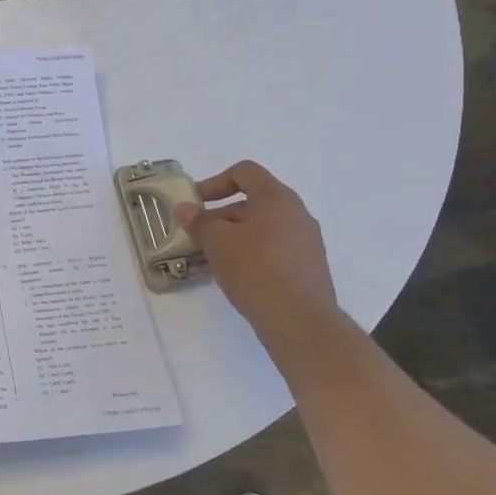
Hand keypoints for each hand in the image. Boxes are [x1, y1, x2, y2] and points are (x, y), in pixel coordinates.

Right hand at [174, 161, 338, 331]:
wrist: (300, 322)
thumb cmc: (255, 269)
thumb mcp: (216, 241)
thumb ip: (199, 221)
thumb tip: (186, 209)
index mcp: (277, 198)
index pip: (244, 172)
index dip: (215, 182)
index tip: (196, 203)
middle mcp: (297, 214)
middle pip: (252, 202)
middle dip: (220, 215)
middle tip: (197, 235)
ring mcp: (307, 243)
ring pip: (262, 229)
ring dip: (234, 237)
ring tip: (211, 258)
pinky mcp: (308, 269)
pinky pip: (274, 250)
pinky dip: (251, 254)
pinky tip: (234, 275)